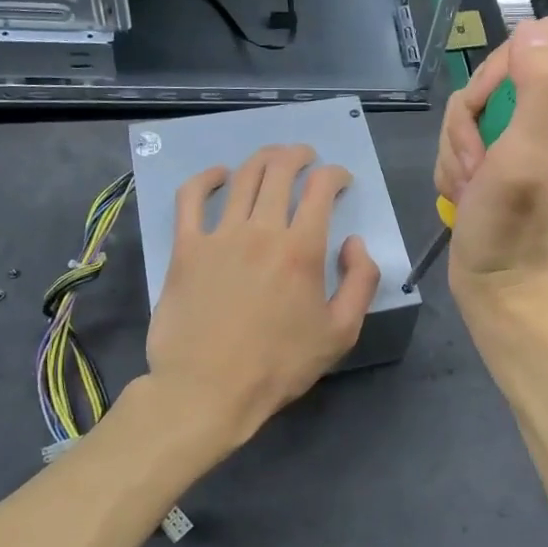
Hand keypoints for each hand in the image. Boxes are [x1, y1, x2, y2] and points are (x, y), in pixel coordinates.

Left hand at [147, 144, 380, 442]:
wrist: (208, 390)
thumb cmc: (279, 365)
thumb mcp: (341, 332)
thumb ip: (361, 282)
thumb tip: (355, 243)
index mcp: (302, 250)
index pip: (322, 189)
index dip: (336, 174)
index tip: (341, 180)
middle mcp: (262, 231)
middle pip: (280, 171)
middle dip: (299, 156)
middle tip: (307, 158)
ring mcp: (219, 236)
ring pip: (243, 177)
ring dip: (263, 159)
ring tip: (274, 158)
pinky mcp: (186, 248)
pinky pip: (192, 198)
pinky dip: (207, 178)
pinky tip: (219, 174)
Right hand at [435, 17, 547, 320]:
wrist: (496, 286)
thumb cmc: (512, 228)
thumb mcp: (526, 156)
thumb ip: (538, 88)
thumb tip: (531, 30)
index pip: (545, 41)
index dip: (505, 69)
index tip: (490, 111)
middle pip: (503, 70)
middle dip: (475, 115)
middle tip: (477, 160)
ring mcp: (533, 138)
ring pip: (476, 104)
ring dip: (460, 145)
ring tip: (471, 185)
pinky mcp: (506, 156)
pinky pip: (467, 133)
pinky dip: (456, 162)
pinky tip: (465, 192)